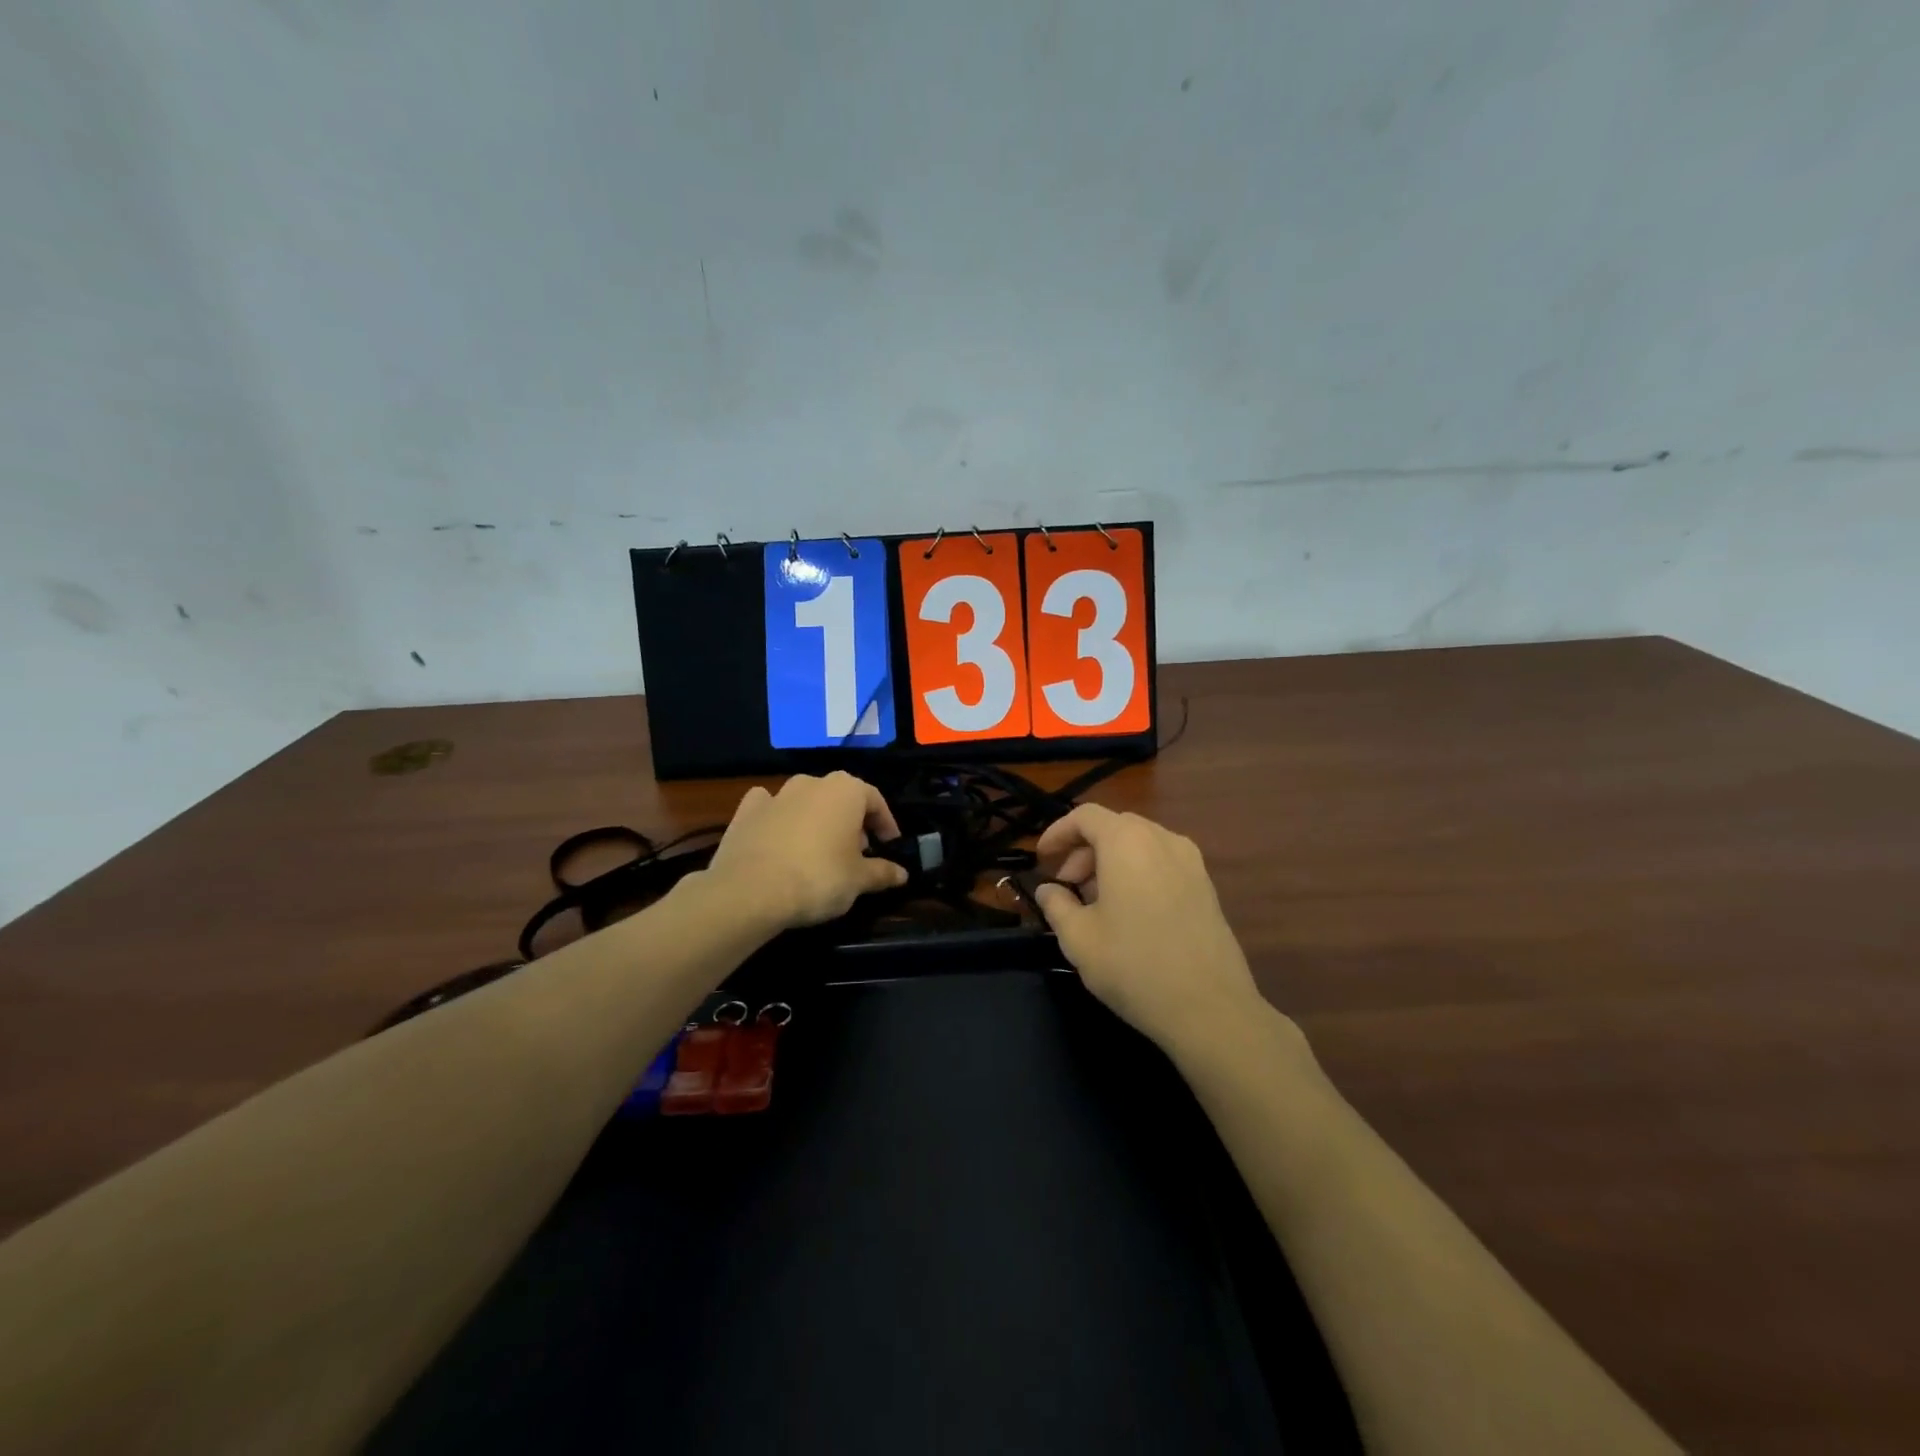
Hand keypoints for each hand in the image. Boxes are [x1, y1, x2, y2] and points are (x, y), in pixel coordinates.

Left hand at [705, 772, 909, 929]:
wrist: (750, 891)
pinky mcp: (746, 811)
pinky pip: (770, 808)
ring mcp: (776, 794)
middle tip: (856, 853)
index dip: (886, 824)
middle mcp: (812, 783)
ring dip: (816, 819)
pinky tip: (778, 837)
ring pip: (806, 801)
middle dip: (851, 822)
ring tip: (820, 850)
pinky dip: (778, 818)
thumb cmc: (818, 878)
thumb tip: (902, 873)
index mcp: (846, 791)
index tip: (889, 846)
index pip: (875, 800)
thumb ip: (882, 872)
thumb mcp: (859, 880)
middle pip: (840, 798)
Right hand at [1033, 805, 1264, 1052]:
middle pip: (1114, 827)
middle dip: (1083, 850)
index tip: (1041, 859)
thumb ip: (1056, 905)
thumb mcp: (1079, 938)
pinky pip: (1162, 862)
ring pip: (1140, 844)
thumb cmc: (1133, 966)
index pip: (1085, 816)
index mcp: (1127, 842)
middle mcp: (1162, 839)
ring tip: (1095, 902)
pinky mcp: (1206, 886)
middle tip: (1066, 886)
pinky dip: (1137, 872)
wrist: (1210, 1008)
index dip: (1058, 833)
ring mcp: (1191, 861)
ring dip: (1110, 862)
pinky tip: (1129, 913)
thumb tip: (1047, 890)